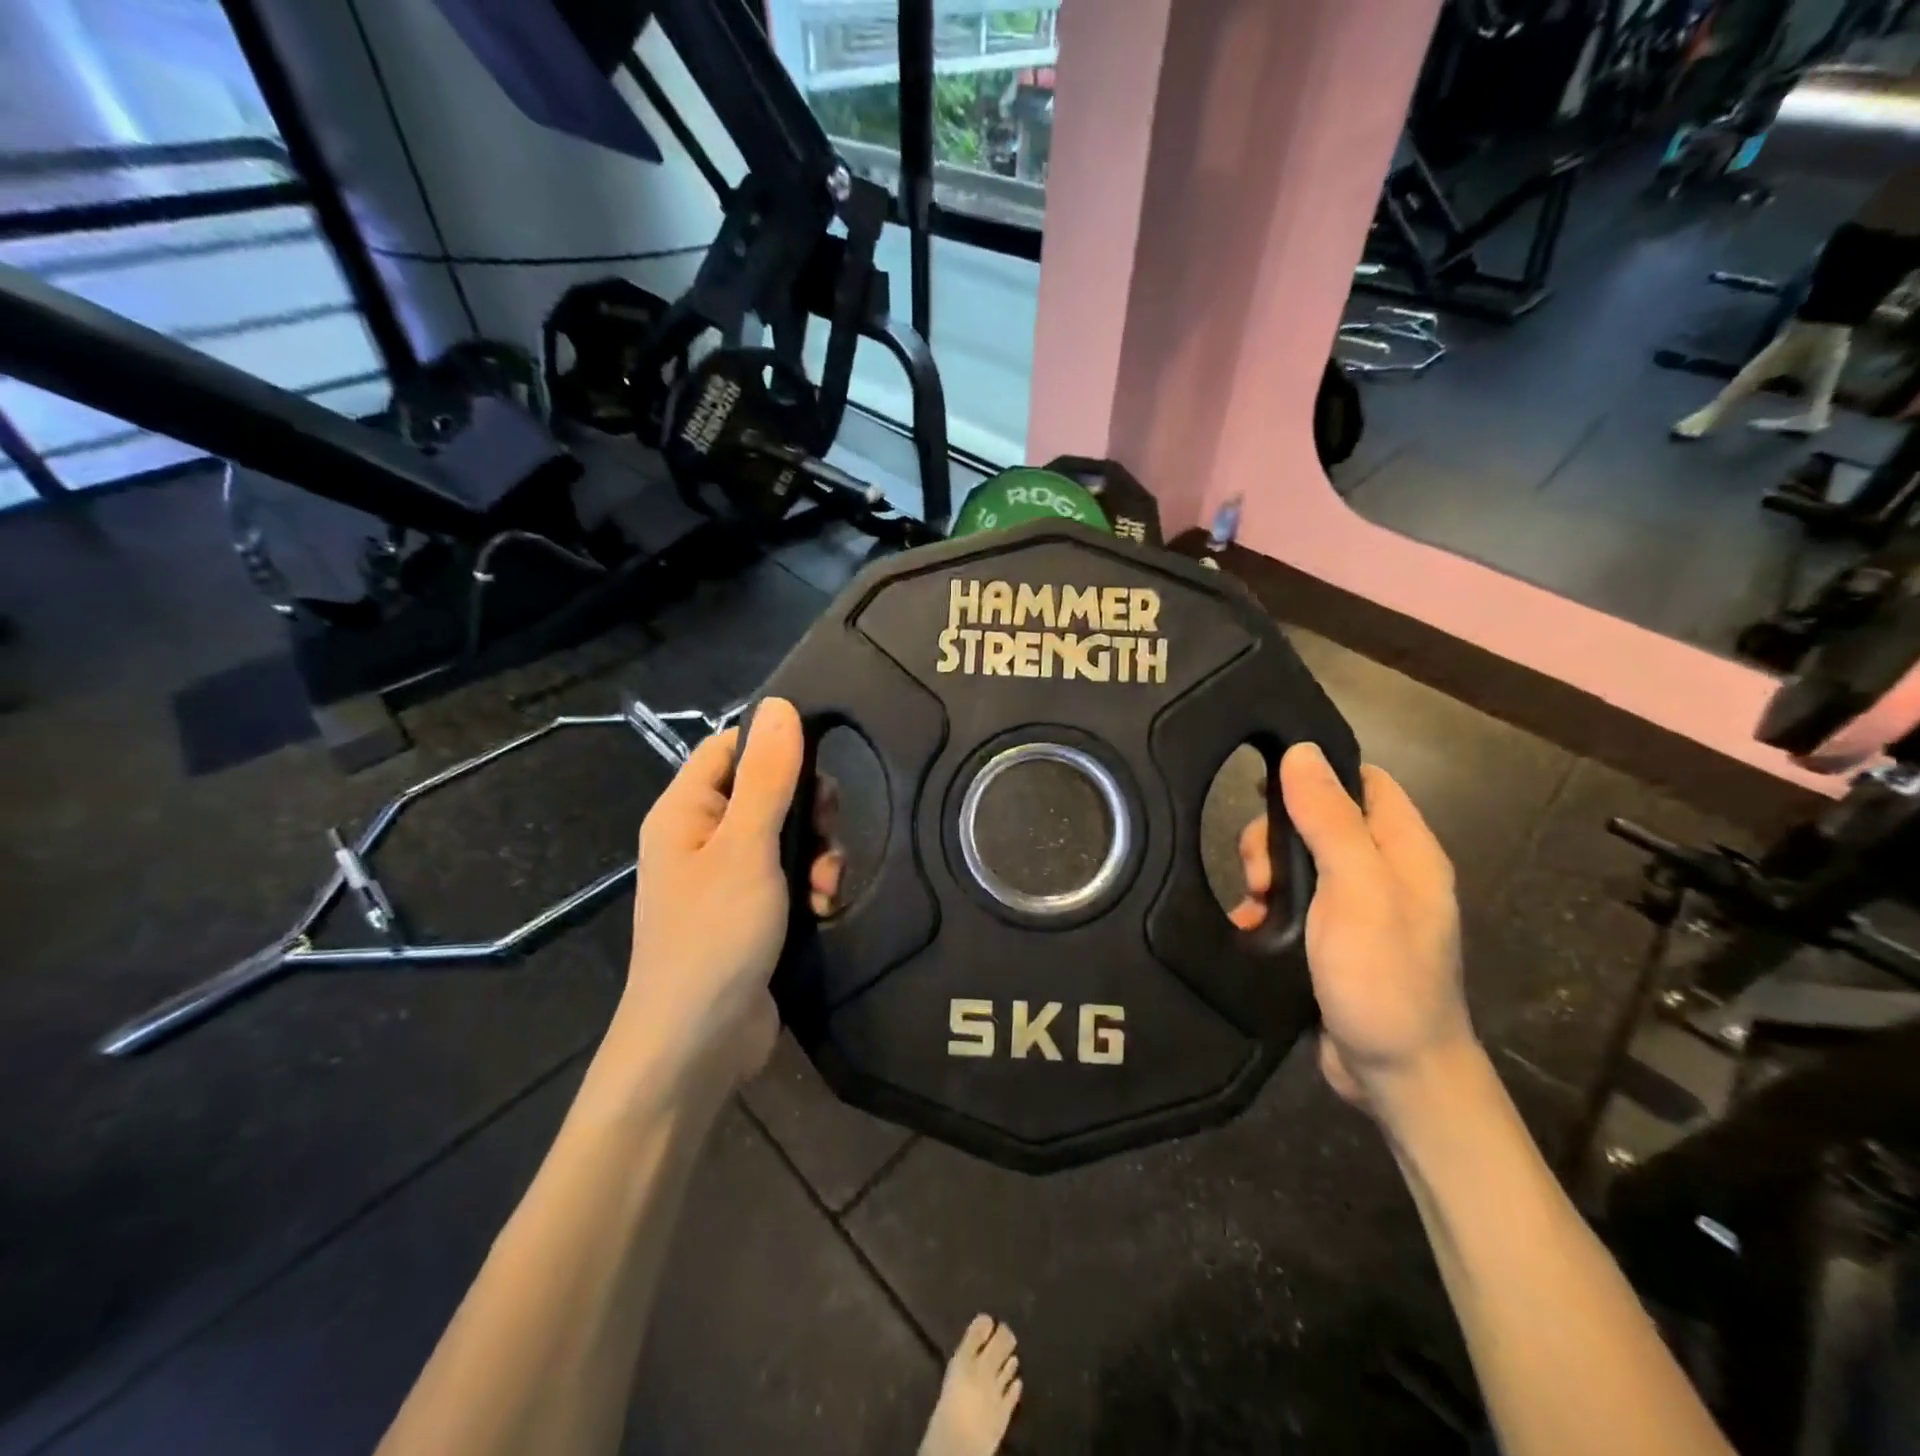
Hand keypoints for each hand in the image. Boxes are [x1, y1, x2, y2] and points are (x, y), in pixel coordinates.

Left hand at [604, 699, 841, 1099]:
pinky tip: (824, 907)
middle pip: (764, 792)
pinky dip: (810, 886)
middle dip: (807, 808)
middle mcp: (701, 838)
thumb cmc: (714, 935)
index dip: (776, 747)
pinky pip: (787, 878)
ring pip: (784, 837)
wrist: (697, 1045)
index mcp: (685, 811)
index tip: (822, 763)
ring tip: (828, 882)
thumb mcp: (747, 848)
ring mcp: (725, 879)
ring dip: (816, 853)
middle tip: (831, 828)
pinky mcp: (749, 914)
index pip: (730, 747)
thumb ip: (768, 777)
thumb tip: (780, 705)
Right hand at [1233, 743, 1473, 1111]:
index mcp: (1405, 850)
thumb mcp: (1357, 889)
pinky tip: (1248, 924)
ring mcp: (1357, 908)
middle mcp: (1384, 872)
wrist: (1395, 1075)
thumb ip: (1331, 820)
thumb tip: (1302, 752)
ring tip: (1253, 903)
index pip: (1364, 781)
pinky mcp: (1331, 939)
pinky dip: (1266, 907)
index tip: (1266, 784)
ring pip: (1299, 862)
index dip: (1317, 773)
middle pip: (1320, 821)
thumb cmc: (1383, 976)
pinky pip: (1291, 902)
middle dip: (1279, 835)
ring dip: (1266, 874)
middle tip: (1257, 870)